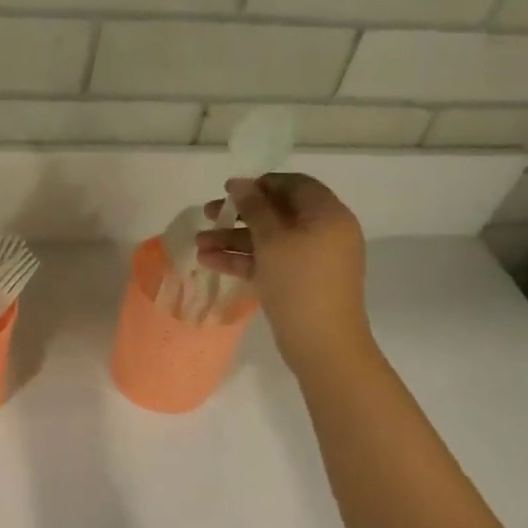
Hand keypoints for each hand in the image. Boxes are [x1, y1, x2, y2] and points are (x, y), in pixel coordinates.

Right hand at [196, 173, 374, 375]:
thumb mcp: (272, 240)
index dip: (261, 184)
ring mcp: (311, 260)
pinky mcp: (299, 282)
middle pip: (278, 212)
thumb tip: (240, 183)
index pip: (295, 185)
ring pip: (269, 239)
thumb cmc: (300, 283)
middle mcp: (323, 232)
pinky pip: (269, 261)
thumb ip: (254, 208)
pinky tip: (209, 261)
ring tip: (199, 244)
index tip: (229, 191)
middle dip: (240, 213)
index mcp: (327, 215)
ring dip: (234, 239)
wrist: (323, 344)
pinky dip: (243, 260)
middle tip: (208, 214)